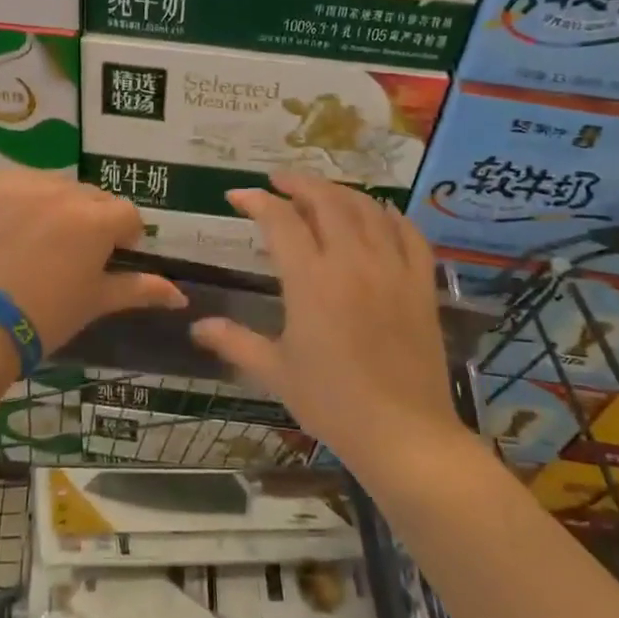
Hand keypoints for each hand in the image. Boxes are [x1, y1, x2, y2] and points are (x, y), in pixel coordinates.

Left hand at [0, 171, 185, 356]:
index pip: (127, 214)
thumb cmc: (45, 318)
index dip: (122, 238)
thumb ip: (140, 289)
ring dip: (55, 205)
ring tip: (35, 242)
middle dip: (90, 220)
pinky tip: (8, 229)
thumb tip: (180, 294)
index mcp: (97, 219)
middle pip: (91, 197)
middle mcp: (64, 191)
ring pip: (55, 186)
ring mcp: (23, 183)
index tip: (106, 259)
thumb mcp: (96, 302)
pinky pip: (17, 182)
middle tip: (70, 254)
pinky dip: (19, 199)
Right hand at [191, 171, 458, 468]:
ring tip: (321, 193)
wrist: (404, 435)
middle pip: (326, 200)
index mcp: (310, 280)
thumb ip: (235, 342)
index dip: (256, 201)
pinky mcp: (421, 285)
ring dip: (340, 192)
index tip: (237, 196)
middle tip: (278, 182)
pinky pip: (409, 234)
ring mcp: (392, 269)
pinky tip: (379, 214)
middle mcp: (351, 262)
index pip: (280, 220)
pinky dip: (391, 215)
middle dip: (298, 183)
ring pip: (367, 209)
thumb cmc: (332, 403)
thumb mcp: (275, 372)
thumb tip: (196, 327)